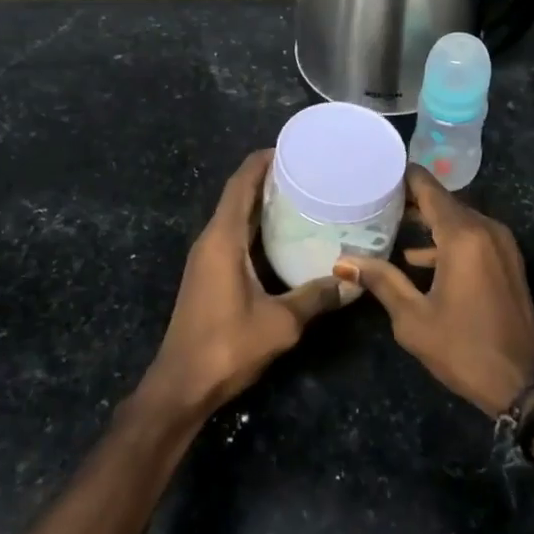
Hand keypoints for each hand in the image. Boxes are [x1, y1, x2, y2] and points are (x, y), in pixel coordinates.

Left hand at [138, 149, 353, 419]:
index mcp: (222, 240)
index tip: (292, 148)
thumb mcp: (281, 322)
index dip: (262, 161)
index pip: (240, 185)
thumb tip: (352, 281)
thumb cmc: (227, 346)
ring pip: (235, 217)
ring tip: (302, 195)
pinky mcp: (209, 275)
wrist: (182, 385)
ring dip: (262, 203)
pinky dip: (257, 227)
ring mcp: (207, 259)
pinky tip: (285, 236)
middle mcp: (211, 241)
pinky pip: (234, 237)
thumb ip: (316, 297)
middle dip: (268, 179)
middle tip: (308, 171)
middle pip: (238, 196)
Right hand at [338, 166, 533, 416]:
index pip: (429, 188)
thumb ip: (381, 281)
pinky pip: (473, 236)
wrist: (524, 383)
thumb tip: (343, 262)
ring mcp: (502, 244)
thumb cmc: (464, 348)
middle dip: (411, 199)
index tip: (375, 171)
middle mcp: (486, 229)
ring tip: (390, 224)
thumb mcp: (413, 318)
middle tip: (374, 199)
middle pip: (444, 201)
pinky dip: (447, 239)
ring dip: (429, 220)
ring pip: (459, 219)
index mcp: (463, 236)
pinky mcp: (508, 261)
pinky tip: (419, 257)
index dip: (403, 177)